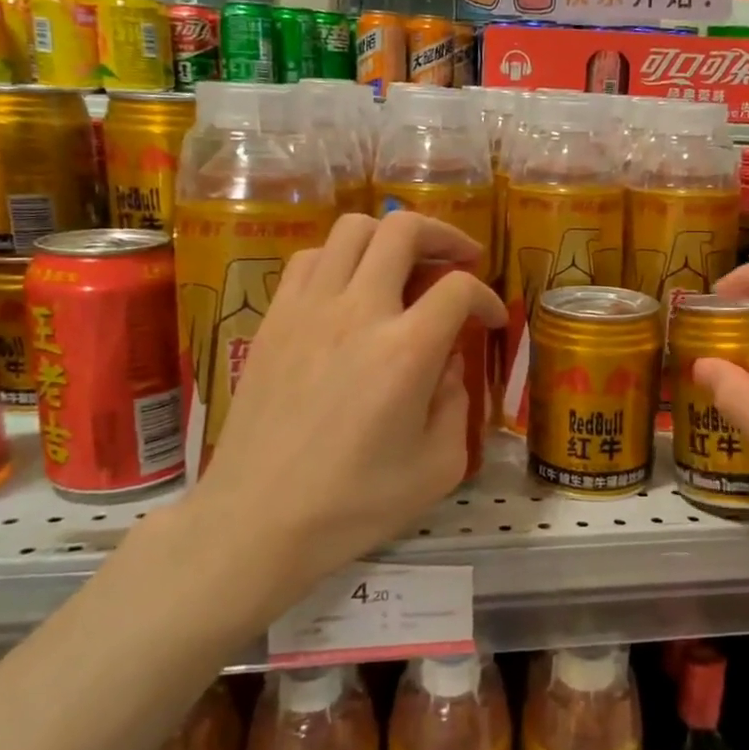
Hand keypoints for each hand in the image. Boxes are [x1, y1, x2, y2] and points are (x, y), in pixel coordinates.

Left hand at [176, 212, 503, 600]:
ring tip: (405, 266)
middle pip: (403, 229)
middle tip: (459, 258)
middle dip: (443, 235)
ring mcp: (308, 309)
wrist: (258, 520)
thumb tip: (447, 364)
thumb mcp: (438, 467)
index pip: (458, 289)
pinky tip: (350, 289)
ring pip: (351, 229)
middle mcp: (358, 311)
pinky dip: (340, 257)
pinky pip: (310, 258)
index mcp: (406, 351)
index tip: (490, 321)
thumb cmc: (354, 504)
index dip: (486, 297)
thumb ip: (456, 404)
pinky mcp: (274, 319)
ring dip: (389, 237)